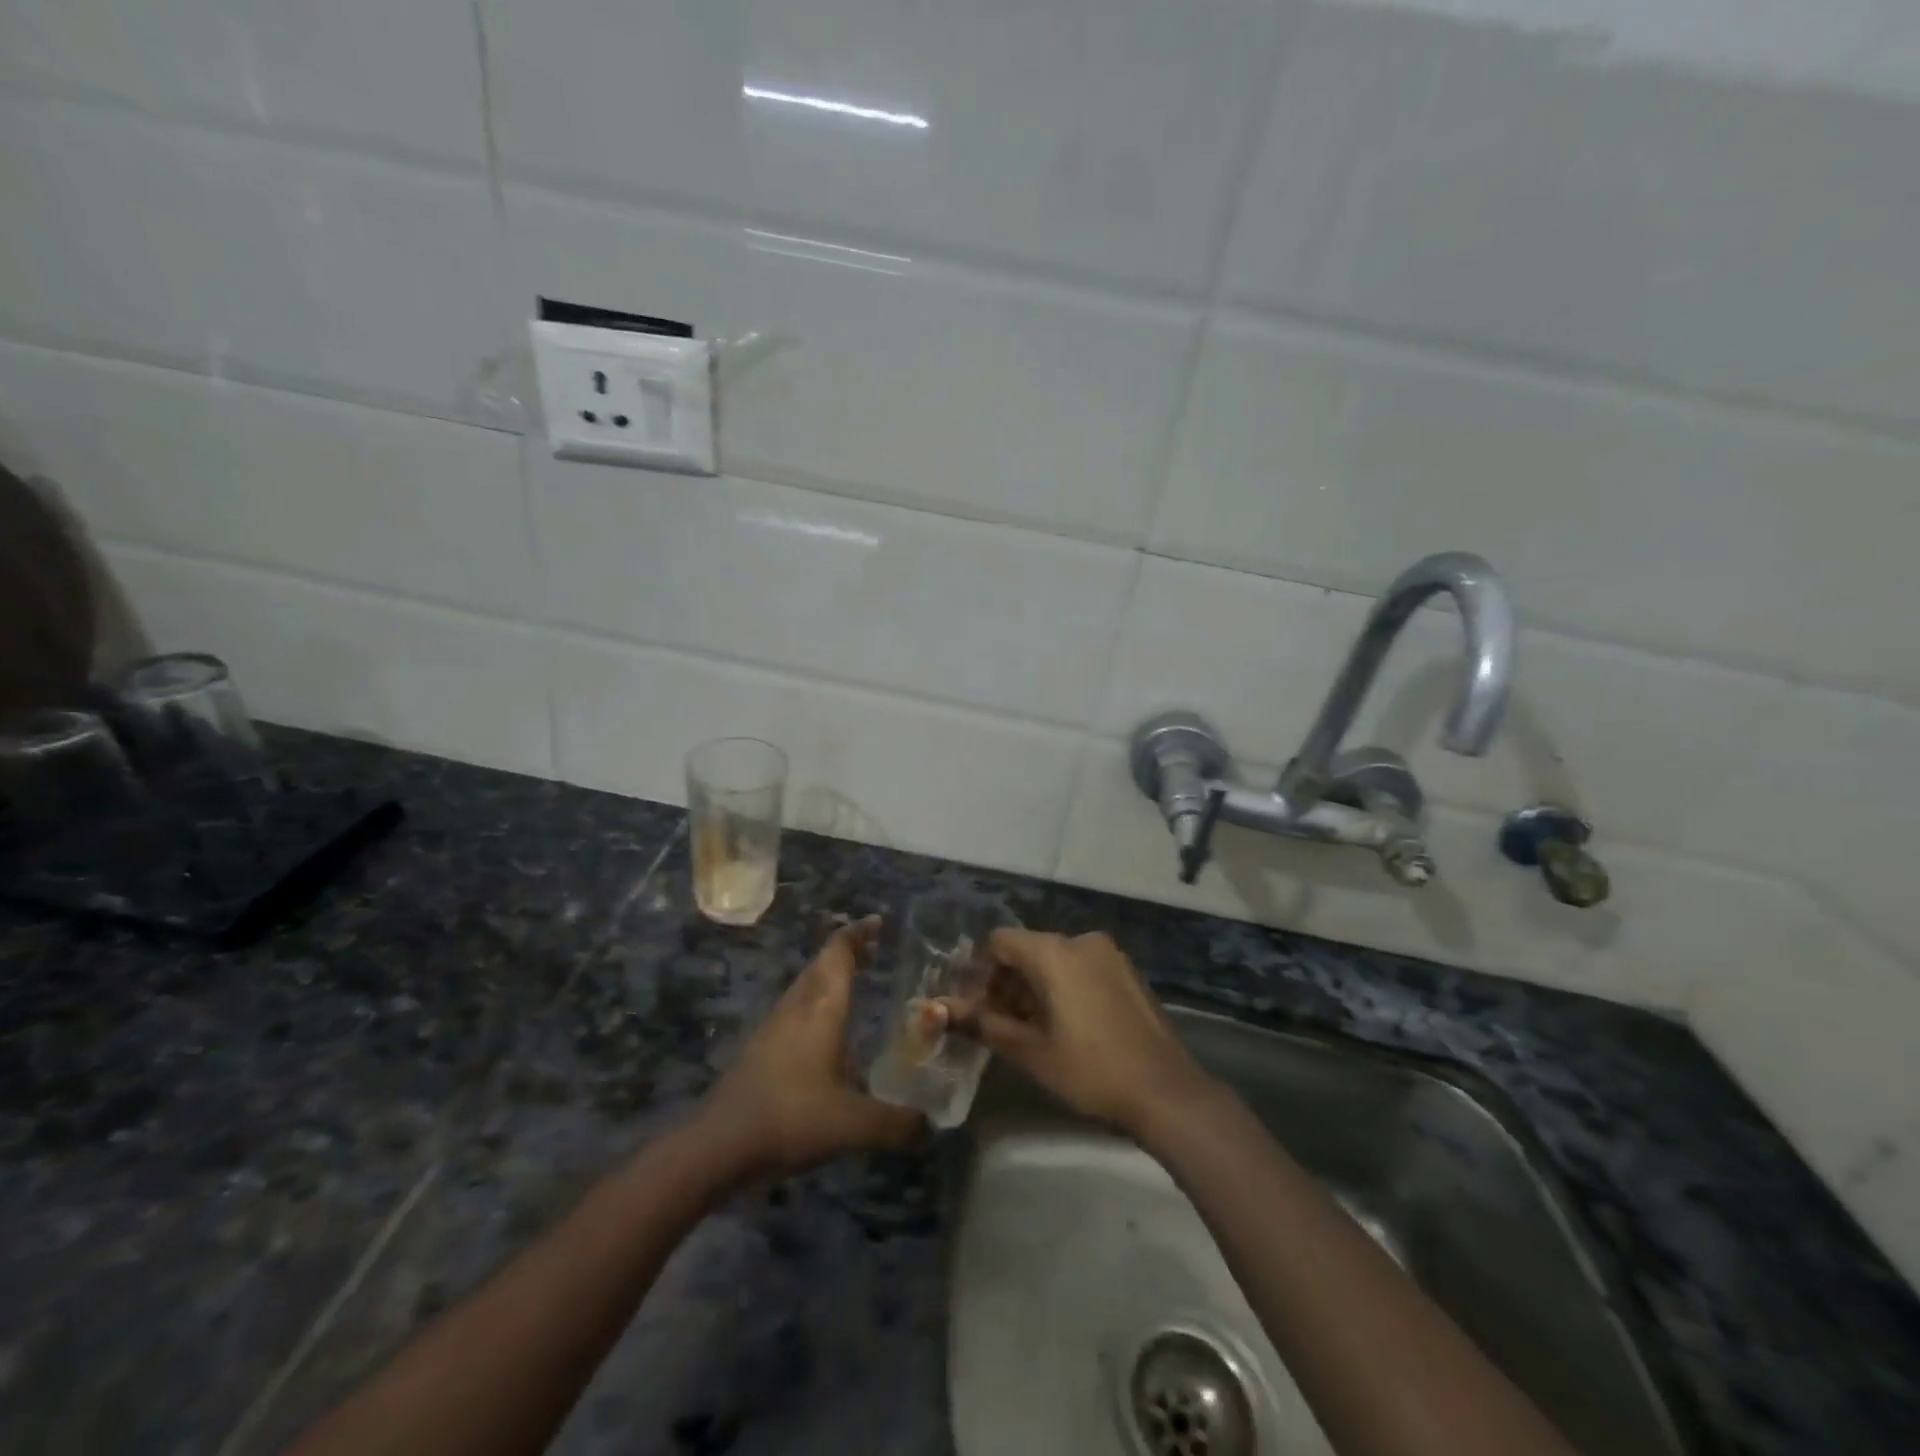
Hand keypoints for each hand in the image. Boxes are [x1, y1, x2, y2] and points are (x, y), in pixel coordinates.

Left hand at [698, 919, 923, 1179]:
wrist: (718, 1145)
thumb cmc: (791, 1117)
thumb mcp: (854, 1124)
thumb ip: (897, 1123)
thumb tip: (930, 1124)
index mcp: (822, 1008)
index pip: (839, 953)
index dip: (859, 933)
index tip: (879, 922)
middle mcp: (798, 1007)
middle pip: (822, 964)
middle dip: (848, 952)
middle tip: (875, 950)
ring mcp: (774, 1026)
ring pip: (806, 986)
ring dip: (830, 977)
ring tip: (855, 984)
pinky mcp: (761, 1049)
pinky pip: (796, 1010)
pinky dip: (816, 1004)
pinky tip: (827, 1033)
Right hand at [943, 929, 1220, 1140]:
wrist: (1166, 1091)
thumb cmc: (1090, 1070)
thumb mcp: (1030, 1051)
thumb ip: (984, 1024)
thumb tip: (940, 1011)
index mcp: (1054, 951)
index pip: (999, 942)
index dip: (979, 971)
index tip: (974, 1006)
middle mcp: (1080, 941)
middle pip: (1027, 949)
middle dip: (1006, 982)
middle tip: (996, 1024)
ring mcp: (1109, 954)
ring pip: (1055, 960)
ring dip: (1034, 987)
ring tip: (1029, 1030)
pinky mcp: (1127, 972)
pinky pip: (1081, 968)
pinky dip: (1063, 987)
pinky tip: (1064, 1026)